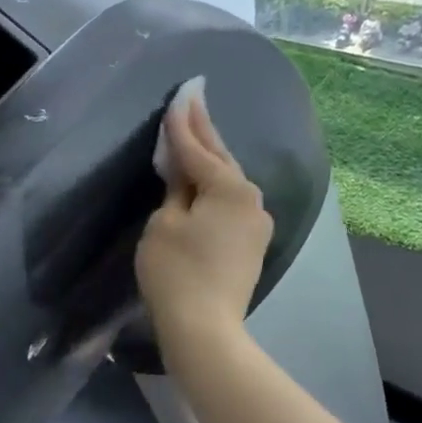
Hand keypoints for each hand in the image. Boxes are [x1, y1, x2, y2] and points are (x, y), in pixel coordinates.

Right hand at [135, 92, 271, 356]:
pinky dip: (215, 186)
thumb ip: (175, 189)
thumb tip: (182, 171)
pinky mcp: (252, 244)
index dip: (182, 123)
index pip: (198, 149)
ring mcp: (256, 223)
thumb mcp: (164, 224)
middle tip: (194, 96)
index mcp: (229, 188)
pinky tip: (207, 178)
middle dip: (204, 128)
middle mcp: (251, 199)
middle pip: (220, 158)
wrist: (205, 328)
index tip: (180, 94)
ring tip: (197, 131)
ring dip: (211, 157)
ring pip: (228, 181)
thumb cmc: (176, 273)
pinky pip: (231, 203)